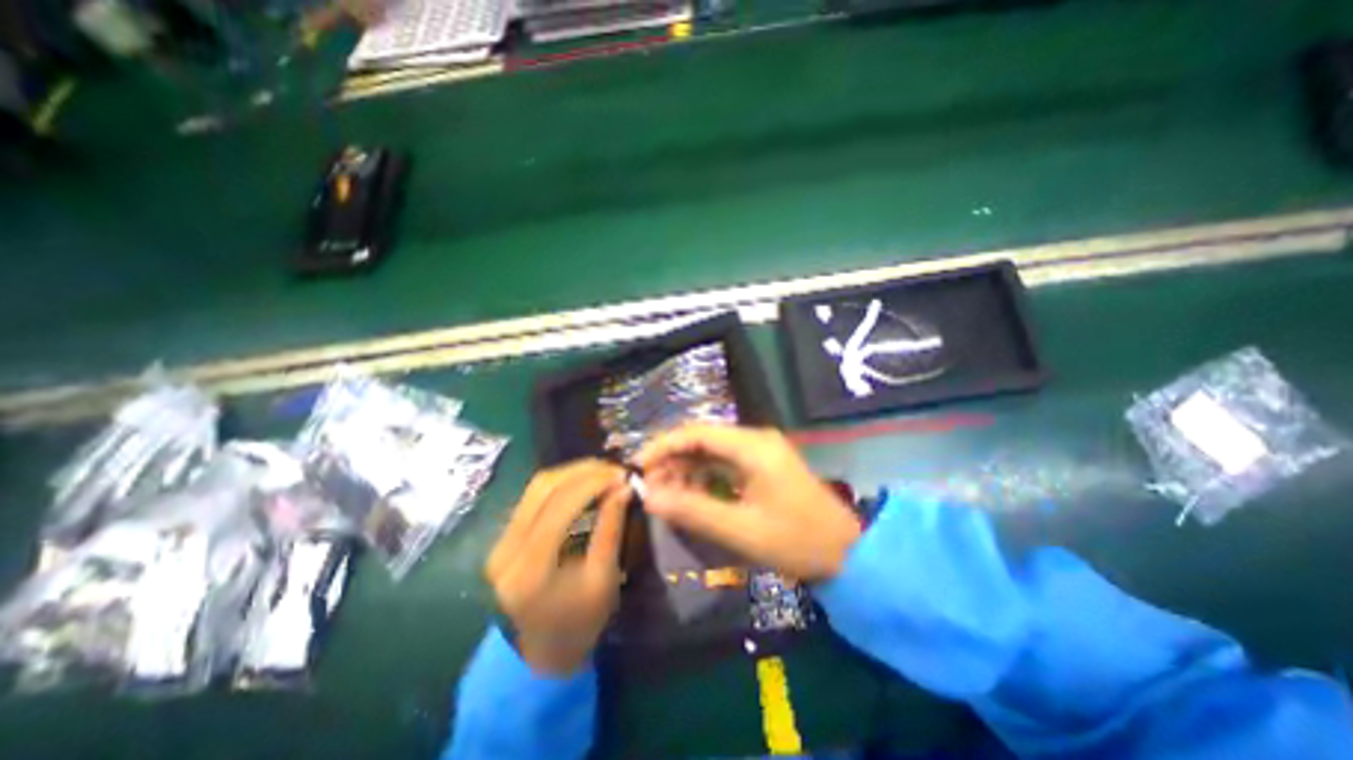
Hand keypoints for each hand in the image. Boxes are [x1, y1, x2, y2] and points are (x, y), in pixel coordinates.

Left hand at [491, 459, 630, 673]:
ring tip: (603, 471)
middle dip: (583, 471)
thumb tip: (624, 487)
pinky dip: (563, 483)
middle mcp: (506, 549)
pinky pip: (534, 496)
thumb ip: (611, 528)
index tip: (622, 475)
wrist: (542, 651)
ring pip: (536, 487)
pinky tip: (585, 482)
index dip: (593, 482)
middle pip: (543, 488)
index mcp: (529, 569)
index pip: (560, 506)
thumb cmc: (580, 623)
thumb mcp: (603, 578)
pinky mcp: (504, 536)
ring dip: (573, 473)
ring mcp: (500, 541)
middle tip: (614, 469)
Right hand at [642, 421, 859, 582]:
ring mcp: (760, 452)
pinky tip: (688, 493)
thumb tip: (649, 497)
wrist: (847, 553)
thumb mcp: (741, 530)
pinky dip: (702, 476)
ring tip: (662, 492)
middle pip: (702, 439)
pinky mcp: (761, 466)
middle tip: (647, 485)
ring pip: (711, 451)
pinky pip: (723, 463)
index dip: (663, 446)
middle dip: (671, 459)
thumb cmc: (797, 541)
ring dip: (685, 468)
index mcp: (753, 447)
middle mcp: (755, 440)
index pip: (697, 433)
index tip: (638, 466)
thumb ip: (692, 510)